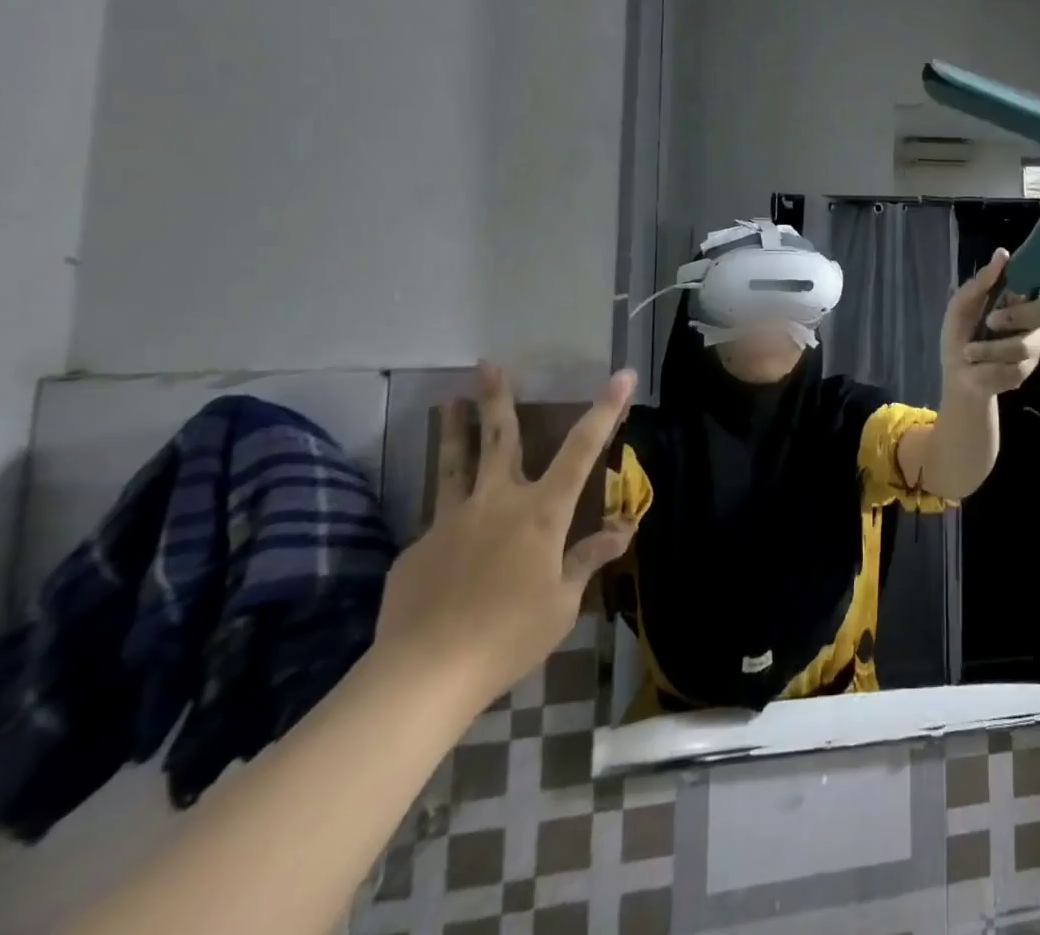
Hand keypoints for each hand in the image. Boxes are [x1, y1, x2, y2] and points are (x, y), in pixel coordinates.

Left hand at [373, 364, 638, 707]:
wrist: (421, 676)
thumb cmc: (507, 635)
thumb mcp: (561, 602)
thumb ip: (586, 560)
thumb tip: (622, 531)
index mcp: (541, 512)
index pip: (581, 450)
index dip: (605, 410)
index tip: (621, 376)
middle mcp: (496, 502)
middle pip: (499, 439)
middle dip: (497, 399)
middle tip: (488, 364)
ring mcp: (451, 521)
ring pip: (454, 464)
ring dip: (454, 429)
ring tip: (446, 400)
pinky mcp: (417, 548)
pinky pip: (440, 524)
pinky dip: (450, 520)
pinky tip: (447, 547)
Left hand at [941, 248, 1039, 398]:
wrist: (957, 375)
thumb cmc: (960, 335)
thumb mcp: (962, 306)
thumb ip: (981, 282)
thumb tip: (1002, 253)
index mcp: (1016, 299)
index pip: (1038, 283)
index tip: (1038, 266)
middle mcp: (1032, 319)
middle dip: (1016, 315)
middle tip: (990, 321)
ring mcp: (1033, 345)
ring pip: (1023, 343)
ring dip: (989, 348)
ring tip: (969, 352)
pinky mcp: (1028, 369)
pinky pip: (1015, 365)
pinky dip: (989, 364)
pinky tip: (979, 366)